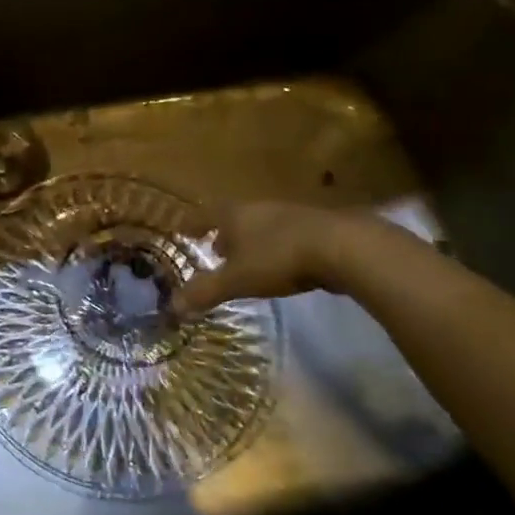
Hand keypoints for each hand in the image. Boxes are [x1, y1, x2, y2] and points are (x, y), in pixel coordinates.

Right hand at [171, 201, 382, 314]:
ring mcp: (289, 215)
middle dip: (223, 233)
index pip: (204, 214)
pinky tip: (281, 264)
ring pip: (260, 225)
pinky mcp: (316, 228)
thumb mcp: (237, 279)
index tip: (182, 230)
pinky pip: (284, 235)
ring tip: (246, 259)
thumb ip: (205, 292)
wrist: (342, 247)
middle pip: (234, 217)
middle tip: (214, 249)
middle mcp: (259, 208)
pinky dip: (274, 246)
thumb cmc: (278, 258)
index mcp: (234, 214)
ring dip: (250, 240)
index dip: (192, 223)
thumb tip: (172, 307)